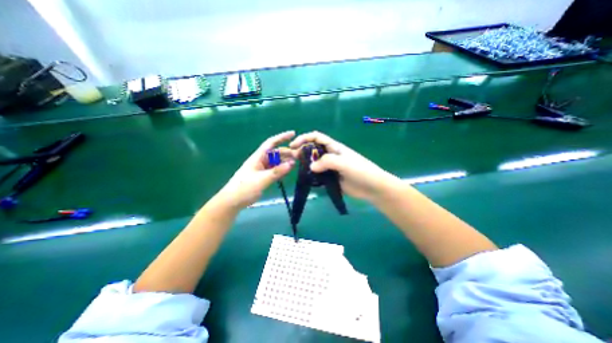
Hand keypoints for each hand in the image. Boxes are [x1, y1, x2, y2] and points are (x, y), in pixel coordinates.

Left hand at [215, 131, 298, 209]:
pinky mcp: (263, 176)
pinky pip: (275, 170)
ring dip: (285, 162)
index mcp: (258, 157)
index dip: (281, 137)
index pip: (271, 143)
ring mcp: (262, 169)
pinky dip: (282, 170)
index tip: (293, 134)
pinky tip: (288, 171)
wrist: (232, 201)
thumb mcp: (261, 179)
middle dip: (287, 153)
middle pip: (276, 153)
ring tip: (296, 164)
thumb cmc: (244, 188)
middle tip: (300, 156)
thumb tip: (292, 164)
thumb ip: (277, 172)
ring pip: (276, 162)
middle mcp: (261, 161)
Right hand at [289, 130, 399, 201]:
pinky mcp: (330, 178)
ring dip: (306, 165)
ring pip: (314, 163)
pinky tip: (307, 180)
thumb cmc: (361, 171)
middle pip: (313, 150)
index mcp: (334, 147)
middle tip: (293, 159)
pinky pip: (318, 176)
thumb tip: (311, 167)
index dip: (304, 138)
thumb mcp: (344, 162)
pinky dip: (311, 176)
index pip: (316, 137)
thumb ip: (327, 162)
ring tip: (297, 170)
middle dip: (302, 151)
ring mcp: (330, 168)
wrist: (372, 187)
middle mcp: (331, 156)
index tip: (293, 145)